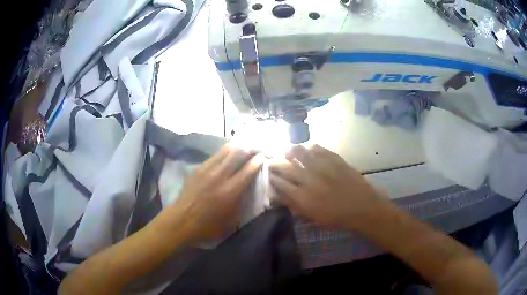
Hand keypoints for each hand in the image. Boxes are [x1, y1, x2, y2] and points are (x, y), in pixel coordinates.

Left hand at [174, 145, 263, 240]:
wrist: (181, 220)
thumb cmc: (208, 225)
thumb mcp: (232, 219)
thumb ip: (242, 201)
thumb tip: (249, 187)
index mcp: (230, 191)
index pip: (248, 170)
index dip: (258, 161)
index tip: (263, 157)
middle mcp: (219, 176)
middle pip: (237, 154)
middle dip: (249, 149)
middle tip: (255, 149)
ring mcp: (206, 170)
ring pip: (225, 151)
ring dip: (236, 148)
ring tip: (243, 147)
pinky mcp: (197, 169)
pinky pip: (214, 156)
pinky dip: (223, 153)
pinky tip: (226, 155)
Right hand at [269, 145, 384, 229]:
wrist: (361, 206)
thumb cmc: (336, 216)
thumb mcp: (312, 216)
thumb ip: (295, 206)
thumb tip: (279, 196)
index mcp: (302, 196)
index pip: (280, 183)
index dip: (272, 177)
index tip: (269, 174)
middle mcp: (308, 179)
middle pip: (285, 166)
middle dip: (275, 163)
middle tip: (273, 161)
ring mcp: (322, 166)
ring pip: (299, 152)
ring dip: (290, 151)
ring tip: (288, 151)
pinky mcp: (333, 159)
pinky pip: (317, 148)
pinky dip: (309, 147)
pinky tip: (308, 149)